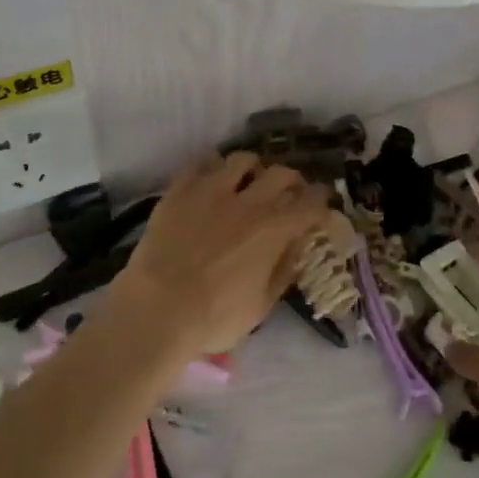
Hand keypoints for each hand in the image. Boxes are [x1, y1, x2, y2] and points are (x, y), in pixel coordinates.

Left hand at [106, 152, 333, 360]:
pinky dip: (213, 167)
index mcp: (274, 230)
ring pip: (242, 159)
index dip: (321, 201)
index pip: (310, 203)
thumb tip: (297, 245)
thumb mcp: (262, 306)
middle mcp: (249, 201)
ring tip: (249, 180)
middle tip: (290, 191)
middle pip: (281, 173)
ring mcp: (212, 190)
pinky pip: (201, 163)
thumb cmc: (213, 318)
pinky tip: (211, 179)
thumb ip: (284, 270)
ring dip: (253, 168)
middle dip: (292, 179)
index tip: (322, 204)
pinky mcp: (180, 189)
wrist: (156, 310)